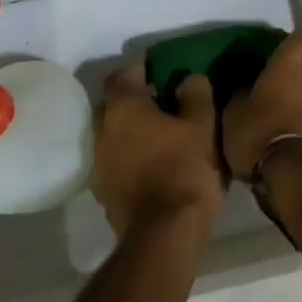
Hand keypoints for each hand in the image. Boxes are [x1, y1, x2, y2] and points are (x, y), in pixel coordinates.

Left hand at [92, 64, 224, 236]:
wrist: (164, 233)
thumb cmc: (184, 167)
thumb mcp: (202, 123)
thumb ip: (195, 92)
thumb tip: (187, 79)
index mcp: (122, 107)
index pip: (124, 73)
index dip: (143, 68)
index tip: (162, 70)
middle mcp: (102, 130)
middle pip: (114, 103)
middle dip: (134, 98)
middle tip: (162, 100)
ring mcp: (98, 163)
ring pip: (113, 132)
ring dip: (131, 128)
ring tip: (160, 132)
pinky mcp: (103, 191)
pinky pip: (115, 158)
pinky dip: (130, 153)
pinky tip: (153, 160)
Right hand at [222, 34, 301, 180]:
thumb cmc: (263, 132)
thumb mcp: (234, 113)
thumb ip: (239, 92)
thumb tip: (243, 88)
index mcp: (297, 53)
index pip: (291, 39)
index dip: (278, 52)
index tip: (263, 68)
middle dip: (296, 75)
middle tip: (275, 93)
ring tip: (289, 119)